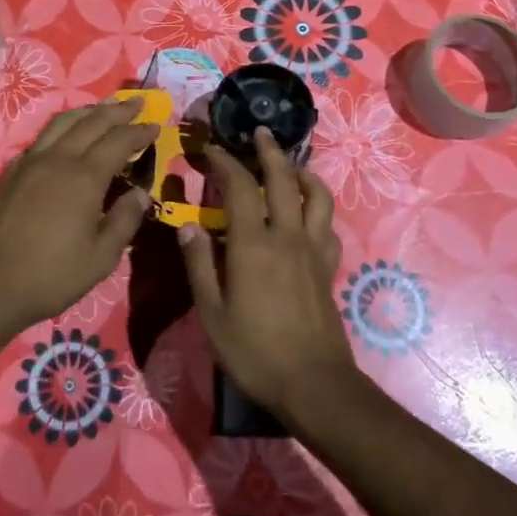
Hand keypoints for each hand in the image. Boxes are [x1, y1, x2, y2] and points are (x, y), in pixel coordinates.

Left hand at [0, 100, 155, 387]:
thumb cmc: (49, 276)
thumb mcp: (100, 258)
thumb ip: (124, 221)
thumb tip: (141, 194)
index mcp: (84, 177)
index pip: (119, 141)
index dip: (139, 131)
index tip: (156, 124)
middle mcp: (57, 159)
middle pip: (92, 122)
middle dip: (118, 110)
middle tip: (138, 102)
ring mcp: (29, 162)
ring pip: (63, 122)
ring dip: (89, 111)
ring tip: (104, 108)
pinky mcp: (9, 172)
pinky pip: (42, 137)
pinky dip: (62, 127)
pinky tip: (66, 135)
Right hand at [178, 127, 359, 422]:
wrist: (313, 383)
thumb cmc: (254, 351)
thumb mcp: (212, 313)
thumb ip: (199, 265)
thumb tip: (187, 226)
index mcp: (253, 244)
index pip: (240, 187)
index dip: (226, 163)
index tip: (213, 150)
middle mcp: (287, 236)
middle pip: (284, 179)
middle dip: (270, 151)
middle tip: (259, 133)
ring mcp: (313, 250)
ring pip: (317, 196)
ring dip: (303, 173)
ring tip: (290, 166)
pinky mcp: (328, 266)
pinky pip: (328, 225)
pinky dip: (318, 209)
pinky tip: (307, 214)